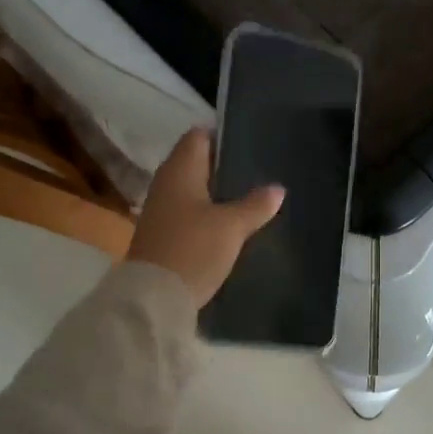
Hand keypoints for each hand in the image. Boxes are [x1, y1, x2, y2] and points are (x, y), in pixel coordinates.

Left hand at [126, 128, 283, 306]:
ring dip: (216, 193)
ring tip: (250, 198)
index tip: (250, 143)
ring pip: (193, 191)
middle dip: (224, 167)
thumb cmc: (193, 249)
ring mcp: (161, 211)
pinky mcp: (162, 235)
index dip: (222, 136)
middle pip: (196, 163)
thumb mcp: (231, 227)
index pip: (198, 136)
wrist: (155, 298)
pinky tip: (229, 225)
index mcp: (179, 170)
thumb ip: (255, 205)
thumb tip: (277, 188)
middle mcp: (166, 184)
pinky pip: (188, 214)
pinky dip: (207, 214)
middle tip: (257, 171)